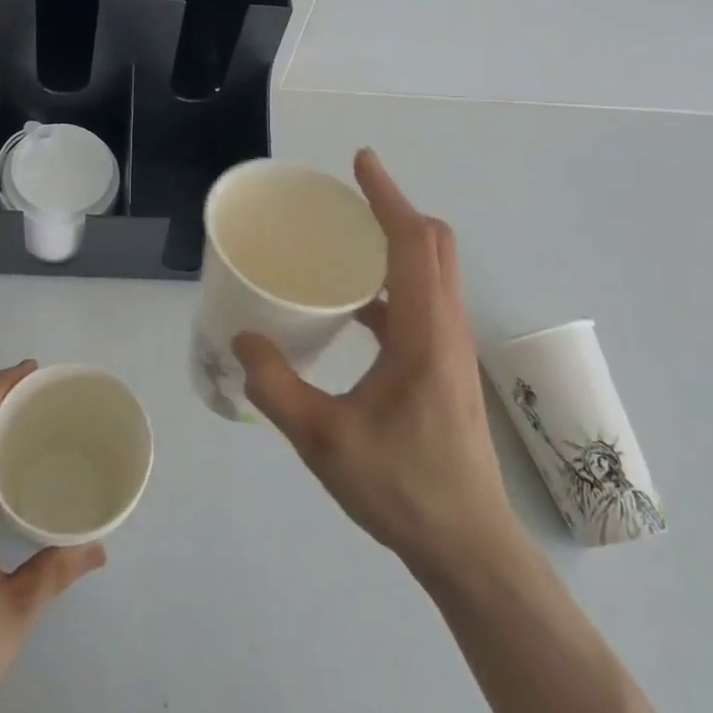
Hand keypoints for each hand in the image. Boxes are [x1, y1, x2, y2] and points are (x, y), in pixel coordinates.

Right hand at [233, 150, 515, 573]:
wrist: (469, 551)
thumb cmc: (403, 489)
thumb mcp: (324, 440)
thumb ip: (277, 385)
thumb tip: (243, 338)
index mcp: (424, 333)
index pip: (412, 242)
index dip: (387, 196)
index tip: (360, 162)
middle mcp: (445, 329)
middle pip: (433, 245)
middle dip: (394, 210)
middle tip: (348, 199)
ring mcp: (449, 349)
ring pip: (431, 272)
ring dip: (395, 244)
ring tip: (345, 242)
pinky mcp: (443, 368)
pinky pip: (420, 302)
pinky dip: (391, 283)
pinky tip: (352, 308)